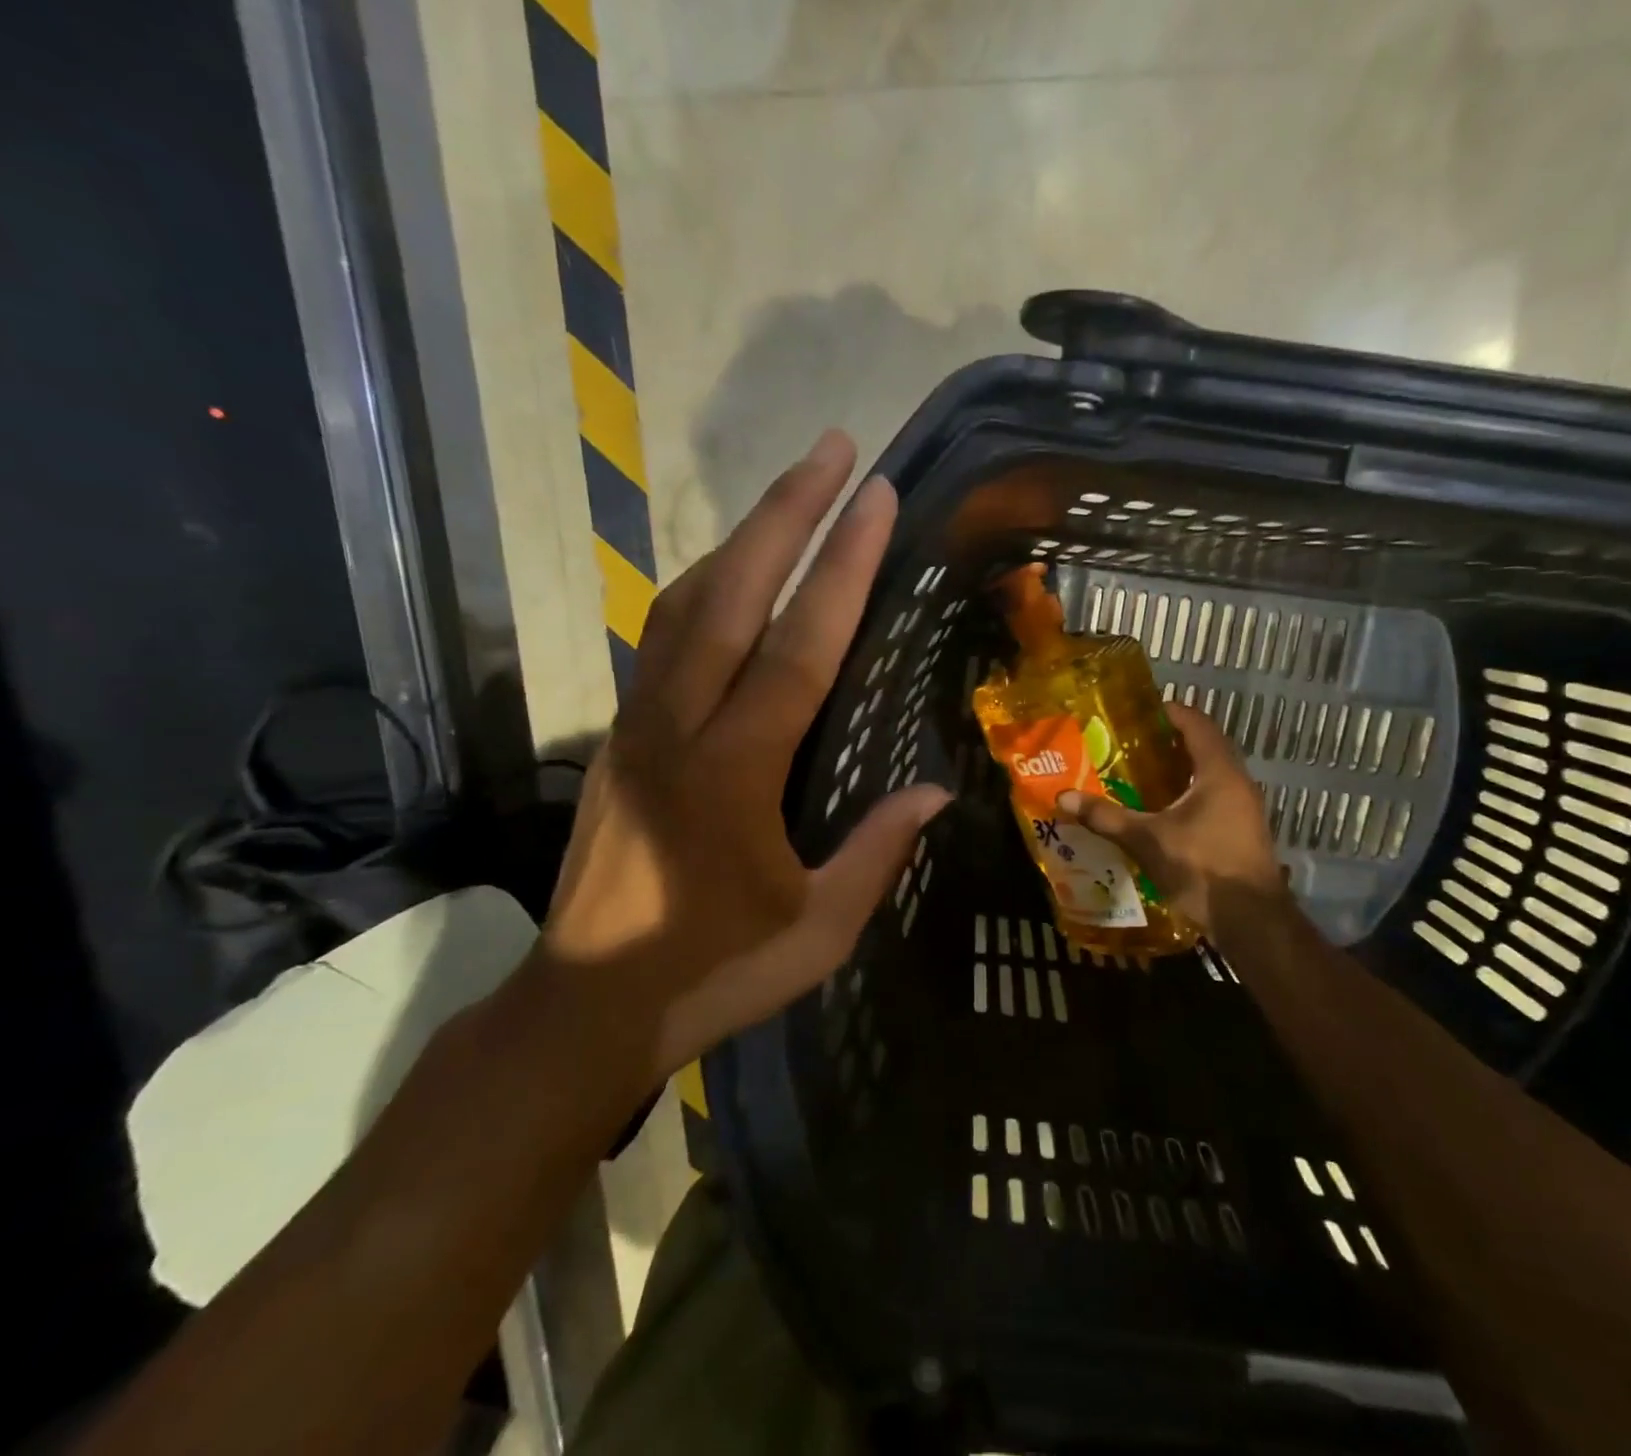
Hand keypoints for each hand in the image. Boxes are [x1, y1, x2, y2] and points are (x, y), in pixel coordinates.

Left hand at [539, 429, 950, 1092]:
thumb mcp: (818, 930)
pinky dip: (703, 588)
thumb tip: (934, 791)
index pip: (797, 647)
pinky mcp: (620, 737)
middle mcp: (677, 728)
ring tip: (790, 494)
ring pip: (685, 605)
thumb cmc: (712, 972)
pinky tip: (730, 576)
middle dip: (785, 513)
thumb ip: (876, 853)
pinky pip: (662, 639)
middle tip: (833, 449)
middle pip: (730, 595)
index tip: (875, 499)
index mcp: (733, 774)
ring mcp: (638, 726)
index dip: (841, 568)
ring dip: (740, 540)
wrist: (585, 1006)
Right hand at [1057, 701, 1285, 933]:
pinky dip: (1191, 793)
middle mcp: (1238, 782)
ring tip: (1144, 772)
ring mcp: (1245, 808)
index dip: (1172, 712)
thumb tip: (1065, 797)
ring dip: (1183, 769)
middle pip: (1207, 747)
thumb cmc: (1202, 867)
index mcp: (1219, 772)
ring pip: (1213, 774)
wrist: (1252, 920)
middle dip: (1172, 741)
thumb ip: (1107, 817)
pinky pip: (1216, 796)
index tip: (1142, 711)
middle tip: (1135, 742)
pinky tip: (1165, 810)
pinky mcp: (1244, 830)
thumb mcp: (1147, 840)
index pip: (1198, 724)